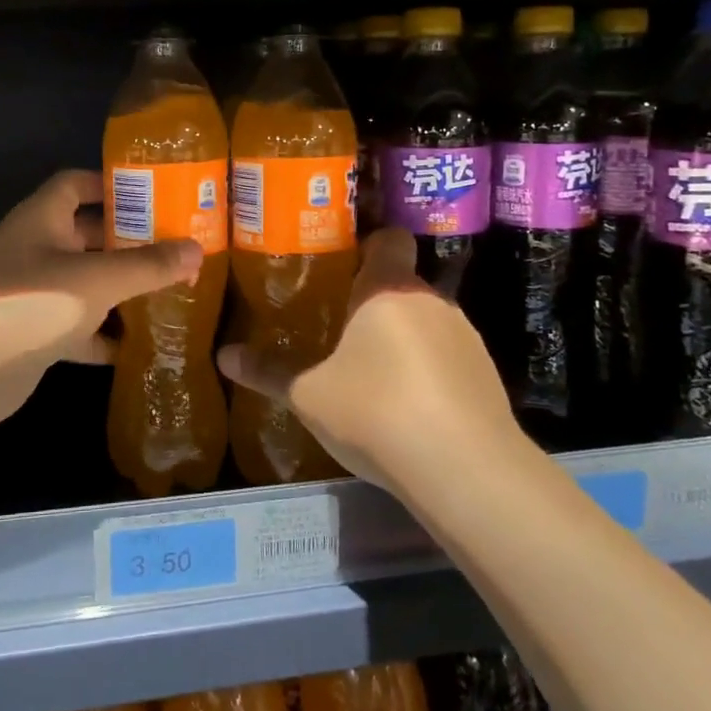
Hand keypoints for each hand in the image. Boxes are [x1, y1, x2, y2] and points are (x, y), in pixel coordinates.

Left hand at [0, 170, 201, 432]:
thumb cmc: (29, 303)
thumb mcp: (96, 279)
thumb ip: (147, 265)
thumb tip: (197, 250)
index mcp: (43, 218)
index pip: (77, 183)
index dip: (111, 183)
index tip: (154, 192)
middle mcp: (36, 248)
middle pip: (88, 234)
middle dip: (129, 240)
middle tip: (177, 245)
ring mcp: (34, 293)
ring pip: (86, 282)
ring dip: (121, 288)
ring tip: (171, 290)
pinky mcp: (34, 334)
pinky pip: (79, 326)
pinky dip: (105, 335)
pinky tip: (140, 345)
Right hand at [217, 228, 521, 495]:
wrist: (466, 471)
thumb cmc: (376, 412)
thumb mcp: (309, 395)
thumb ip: (269, 371)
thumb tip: (224, 355)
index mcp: (387, 288)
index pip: (389, 239)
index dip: (368, 246)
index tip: (342, 267)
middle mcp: (431, 300)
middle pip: (401, 284)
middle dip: (373, 304)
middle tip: (339, 330)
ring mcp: (466, 337)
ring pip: (425, 322)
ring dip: (402, 339)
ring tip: (372, 375)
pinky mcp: (487, 375)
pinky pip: (447, 357)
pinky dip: (428, 371)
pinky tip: (408, 410)